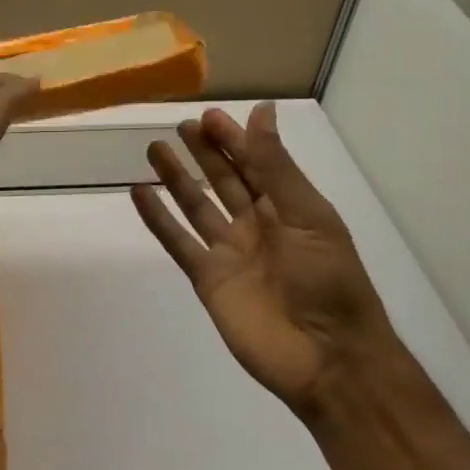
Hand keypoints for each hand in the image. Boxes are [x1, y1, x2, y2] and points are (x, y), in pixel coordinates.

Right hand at [131, 102, 409, 418]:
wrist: (327, 358)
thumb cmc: (329, 280)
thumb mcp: (307, 215)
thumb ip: (277, 166)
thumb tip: (261, 111)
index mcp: (288, 208)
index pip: (255, 163)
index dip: (233, 139)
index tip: (208, 115)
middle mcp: (257, 225)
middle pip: (224, 180)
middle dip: (204, 152)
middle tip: (179, 126)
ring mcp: (229, 253)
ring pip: (196, 206)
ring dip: (177, 179)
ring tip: (154, 150)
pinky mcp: (208, 279)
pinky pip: (178, 242)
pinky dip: (158, 219)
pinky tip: (140, 194)